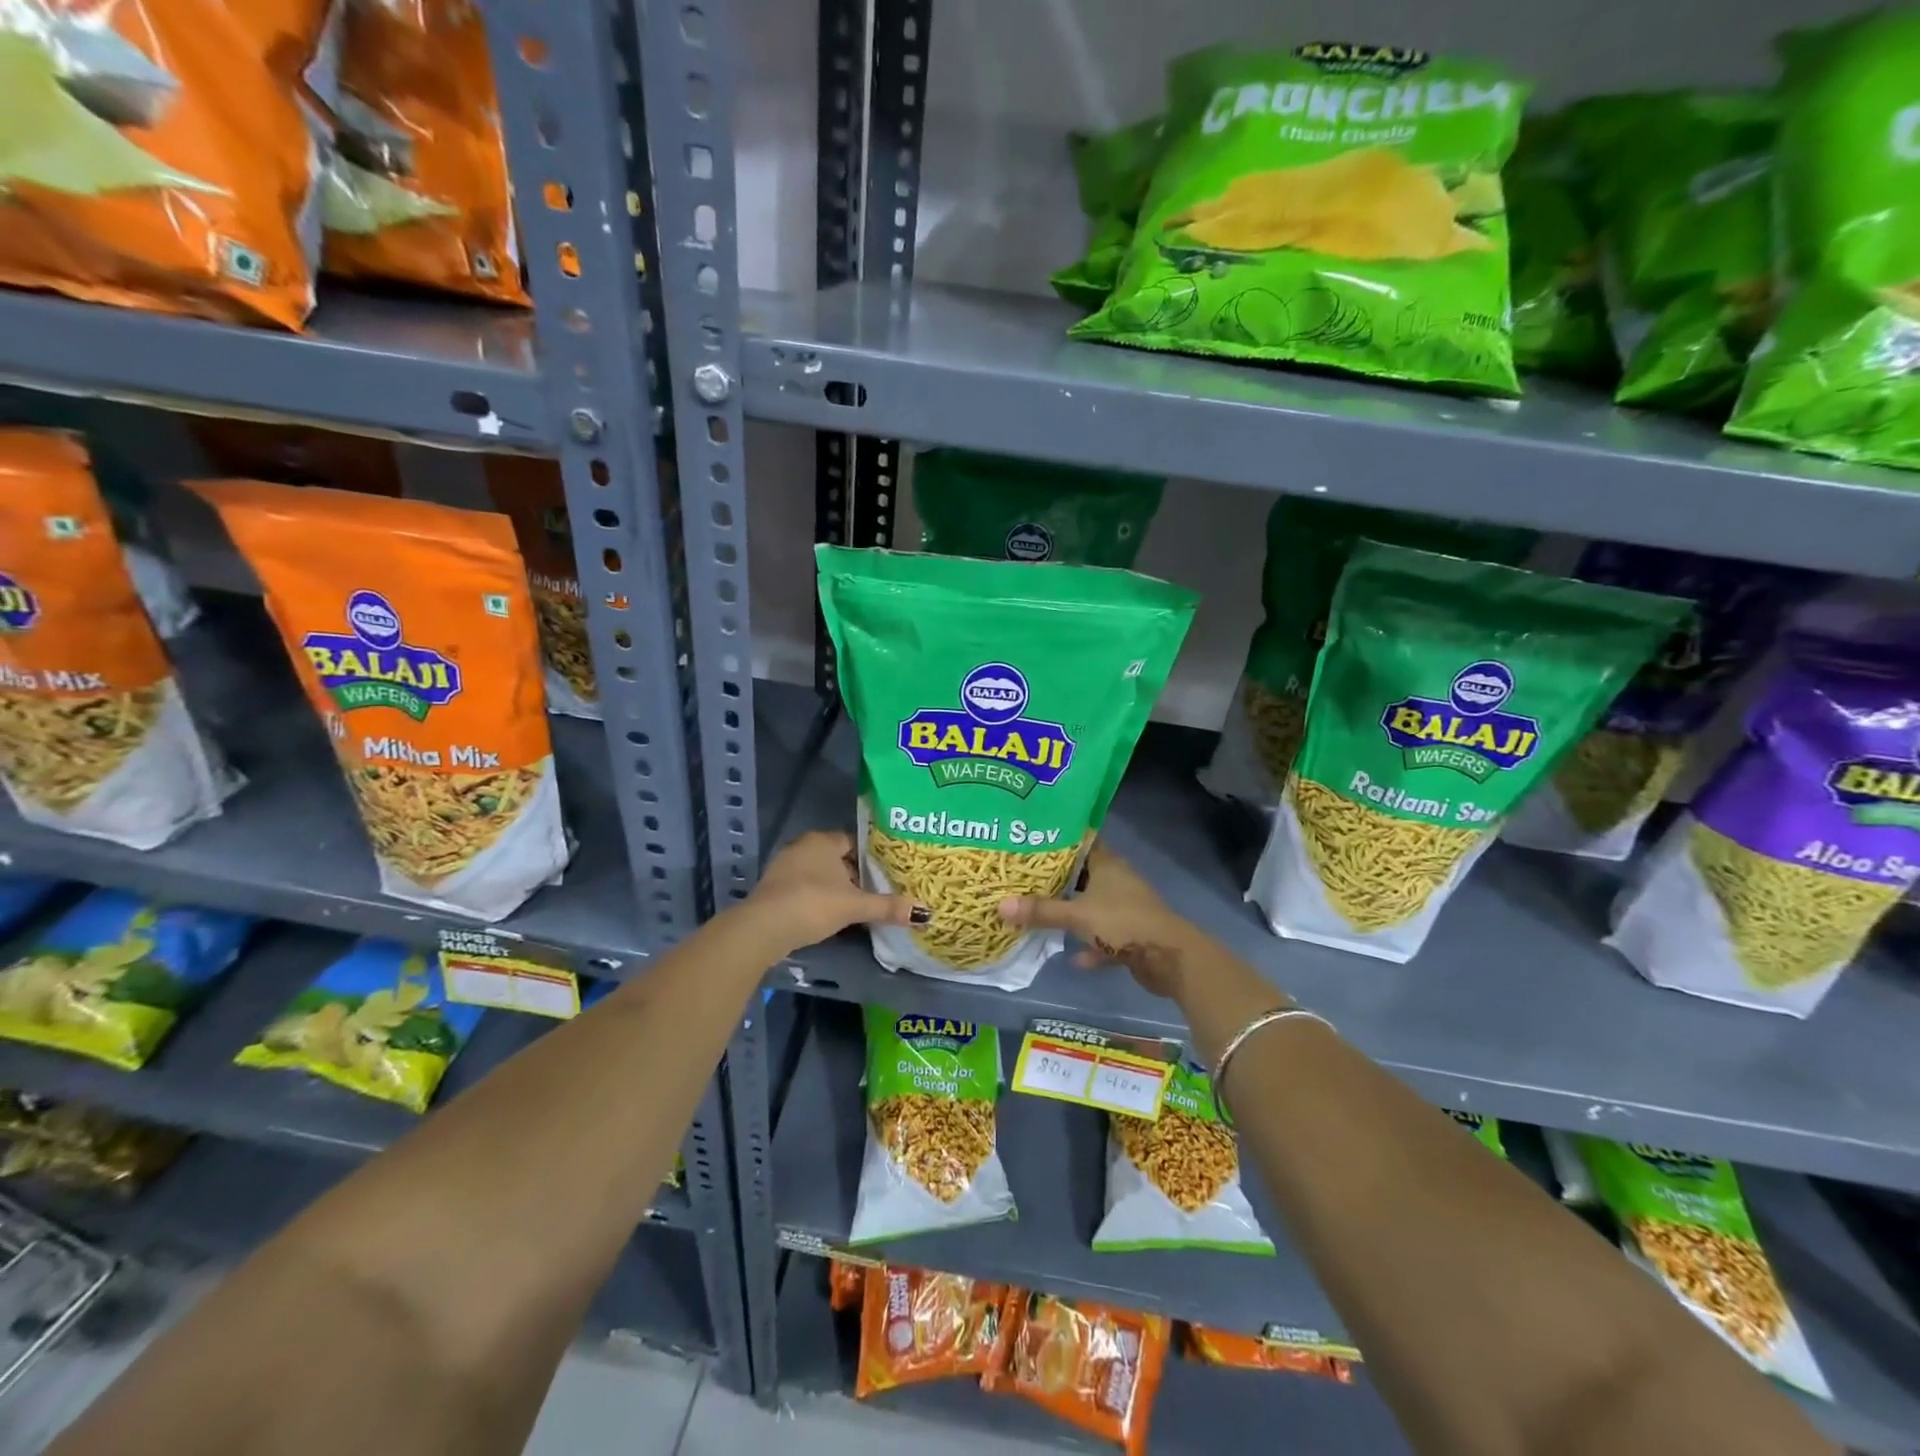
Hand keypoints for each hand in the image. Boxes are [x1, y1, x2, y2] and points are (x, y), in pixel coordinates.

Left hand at [744, 830, 928, 956]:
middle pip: (837, 858)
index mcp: (822, 841)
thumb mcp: (854, 906)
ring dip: (836, 888)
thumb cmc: (812, 904)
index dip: (871, 855)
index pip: (853, 841)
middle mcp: (802, 847)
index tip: (888, 871)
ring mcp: (784, 868)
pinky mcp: (774, 889)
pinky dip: (819, 899)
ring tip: (858, 905)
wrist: (763, 928)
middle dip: (855, 874)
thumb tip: (924, 913)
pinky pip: (805, 888)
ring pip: (820, 874)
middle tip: (878, 890)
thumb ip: (887, 907)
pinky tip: (831, 916)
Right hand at [997, 841, 1196, 999]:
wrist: (1169, 958)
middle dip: (1058, 880)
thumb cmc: (1123, 923)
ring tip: (1042, 914)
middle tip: (1026, 879)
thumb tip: (999, 904)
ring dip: (1073, 913)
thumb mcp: (1077, 916)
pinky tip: (1074, 957)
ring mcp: (1126, 908)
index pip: (1081, 842)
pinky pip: (1105, 937)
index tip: (1032, 842)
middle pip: (1084, 875)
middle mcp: (1117, 881)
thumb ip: (1040, 911)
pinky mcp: (1132, 935)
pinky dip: (1091, 945)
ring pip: (1093, 906)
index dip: (1059, 841)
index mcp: (1107, 865)